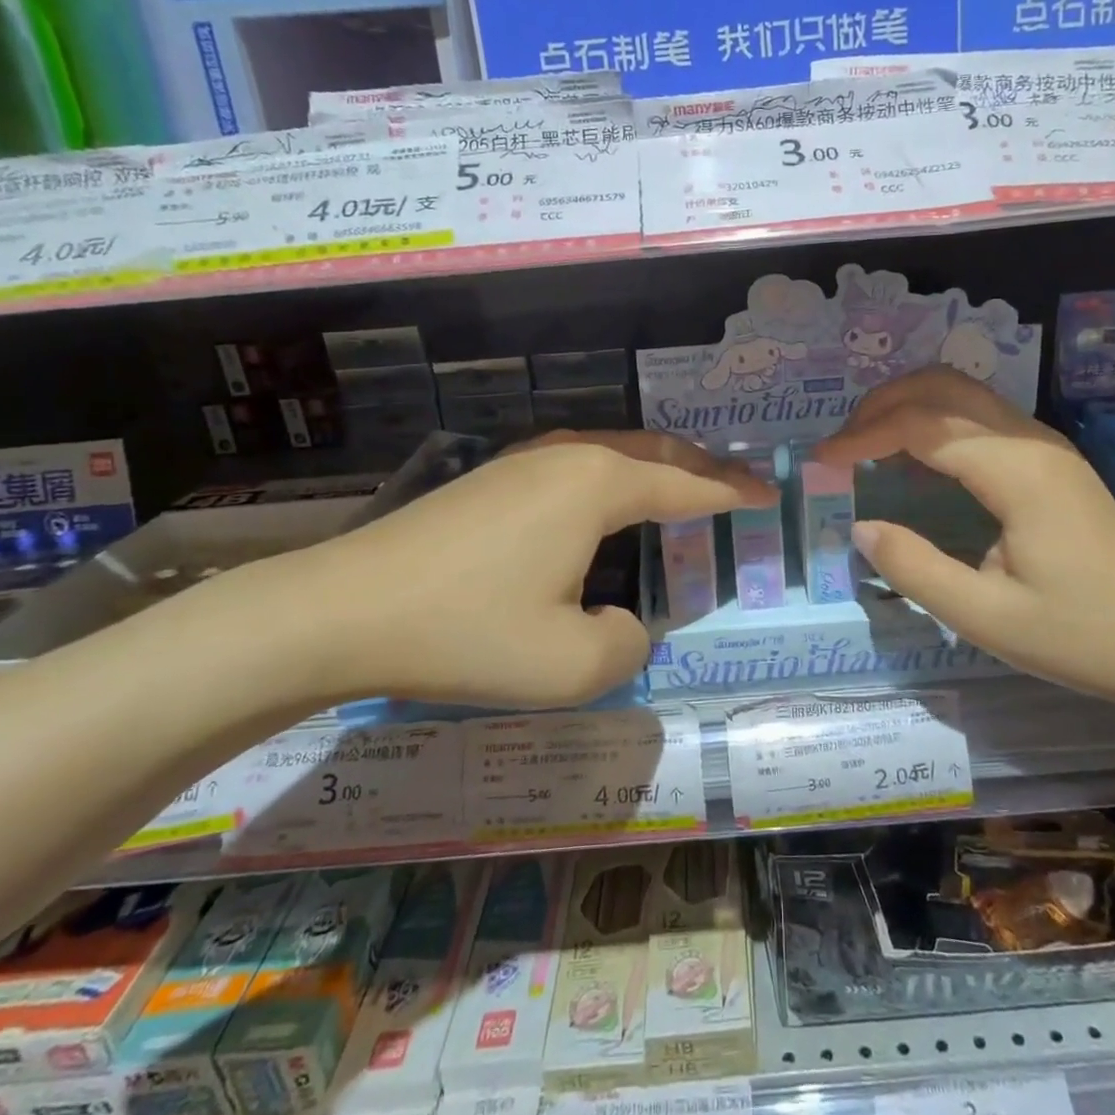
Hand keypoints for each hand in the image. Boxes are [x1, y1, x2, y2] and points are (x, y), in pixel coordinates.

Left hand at [259, 433, 772, 710]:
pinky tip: (605, 501)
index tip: (771, 494)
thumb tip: (626, 620)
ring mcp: (524, 460)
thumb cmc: (467, 631)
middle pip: (654, 451)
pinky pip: (576, 463)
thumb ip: (628, 643)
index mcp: (598, 484)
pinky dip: (614, 475)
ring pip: (612, 450)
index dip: (734, 492)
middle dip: (702, 466)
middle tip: (738, 484)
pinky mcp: (492, 477)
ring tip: (683, 486)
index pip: (686, 484)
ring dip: (656, 465)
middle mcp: (568, 455)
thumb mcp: (570, 663)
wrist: (343, 610)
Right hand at [815, 367, 1114, 709]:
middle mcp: (1031, 441)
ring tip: (867, 447)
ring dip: (909, 406)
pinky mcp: (1051, 462)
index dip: (863, 435)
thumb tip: (862, 527)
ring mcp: (1046, 447)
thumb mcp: (986, 618)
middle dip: (882, 403)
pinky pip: (981, 418)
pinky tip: (916, 461)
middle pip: (943, 386)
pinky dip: (935, 422)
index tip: (821, 461)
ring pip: (964, 394)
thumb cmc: (1084, 636)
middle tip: (841, 444)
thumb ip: (914, 569)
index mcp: (1016, 471)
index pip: (921, 425)